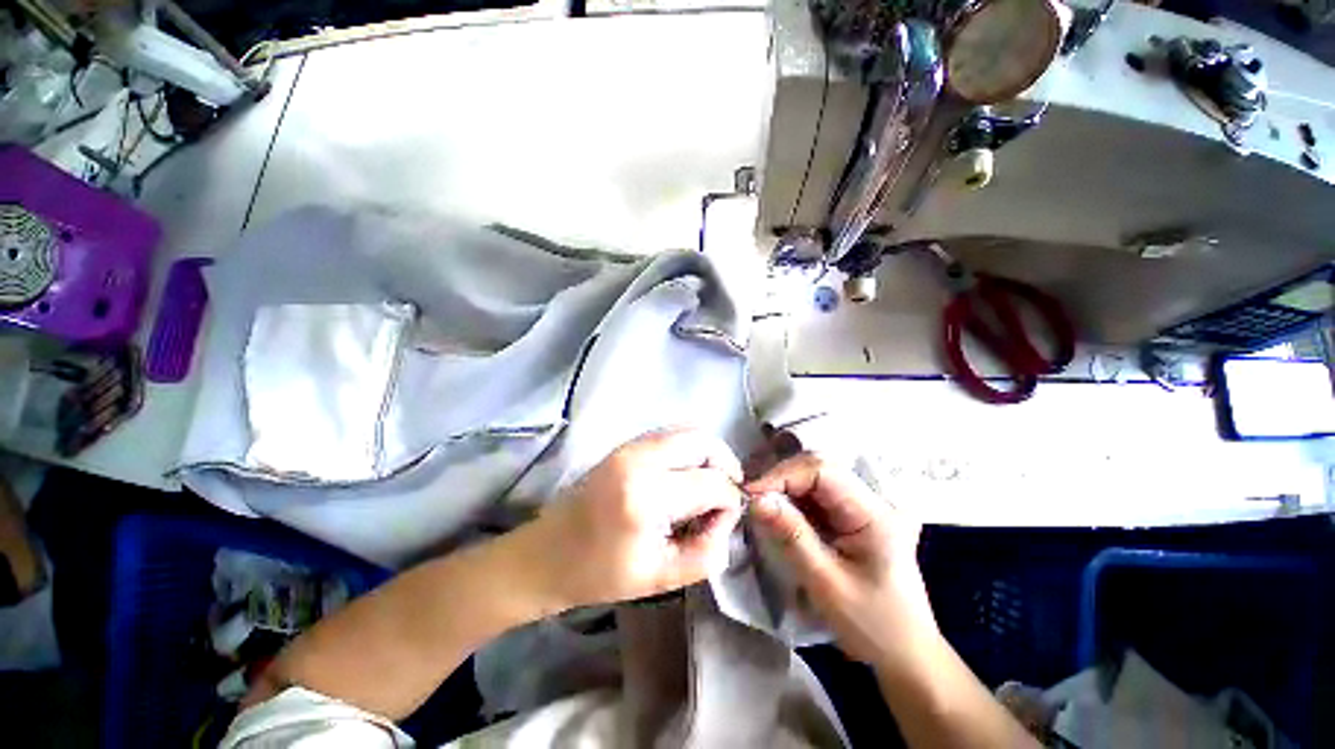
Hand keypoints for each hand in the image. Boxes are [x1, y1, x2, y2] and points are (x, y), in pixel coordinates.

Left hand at [527, 429, 744, 608]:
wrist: (547, 554)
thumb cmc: (600, 573)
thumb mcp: (660, 578)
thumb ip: (706, 553)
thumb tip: (727, 518)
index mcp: (646, 497)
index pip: (711, 482)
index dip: (730, 499)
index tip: (726, 519)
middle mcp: (639, 459)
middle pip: (703, 441)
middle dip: (725, 464)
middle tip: (726, 493)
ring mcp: (629, 446)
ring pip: (688, 431)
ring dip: (708, 455)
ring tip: (708, 484)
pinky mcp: (625, 444)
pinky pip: (671, 434)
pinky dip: (689, 450)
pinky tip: (686, 476)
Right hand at [744, 453, 938, 667]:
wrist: (905, 656)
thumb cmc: (871, 625)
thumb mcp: (826, 583)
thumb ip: (792, 536)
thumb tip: (756, 500)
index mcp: (873, 513)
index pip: (823, 471)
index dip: (784, 474)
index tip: (752, 492)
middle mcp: (869, 502)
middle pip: (818, 470)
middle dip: (781, 478)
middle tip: (752, 497)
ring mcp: (860, 509)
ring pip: (813, 481)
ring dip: (784, 489)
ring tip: (759, 504)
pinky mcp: (849, 520)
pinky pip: (815, 498)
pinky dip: (791, 501)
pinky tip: (776, 513)